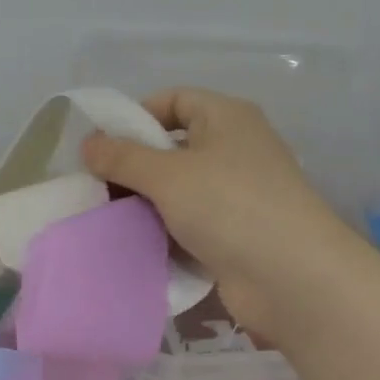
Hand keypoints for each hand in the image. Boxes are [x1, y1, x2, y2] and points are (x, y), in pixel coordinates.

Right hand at [80, 87, 347, 333]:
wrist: (291, 278)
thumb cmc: (229, 206)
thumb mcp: (167, 175)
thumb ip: (122, 158)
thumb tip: (88, 145)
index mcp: (226, 118)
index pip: (174, 100)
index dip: (136, 116)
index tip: (102, 146)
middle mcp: (234, 150)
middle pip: (172, 148)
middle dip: (132, 167)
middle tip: (95, 188)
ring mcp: (236, 195)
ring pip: (177, 191)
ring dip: (144, 204)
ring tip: (106, 218)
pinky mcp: (233, 235)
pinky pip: (187, 224)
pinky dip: (162, 232)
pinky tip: (133, 244)